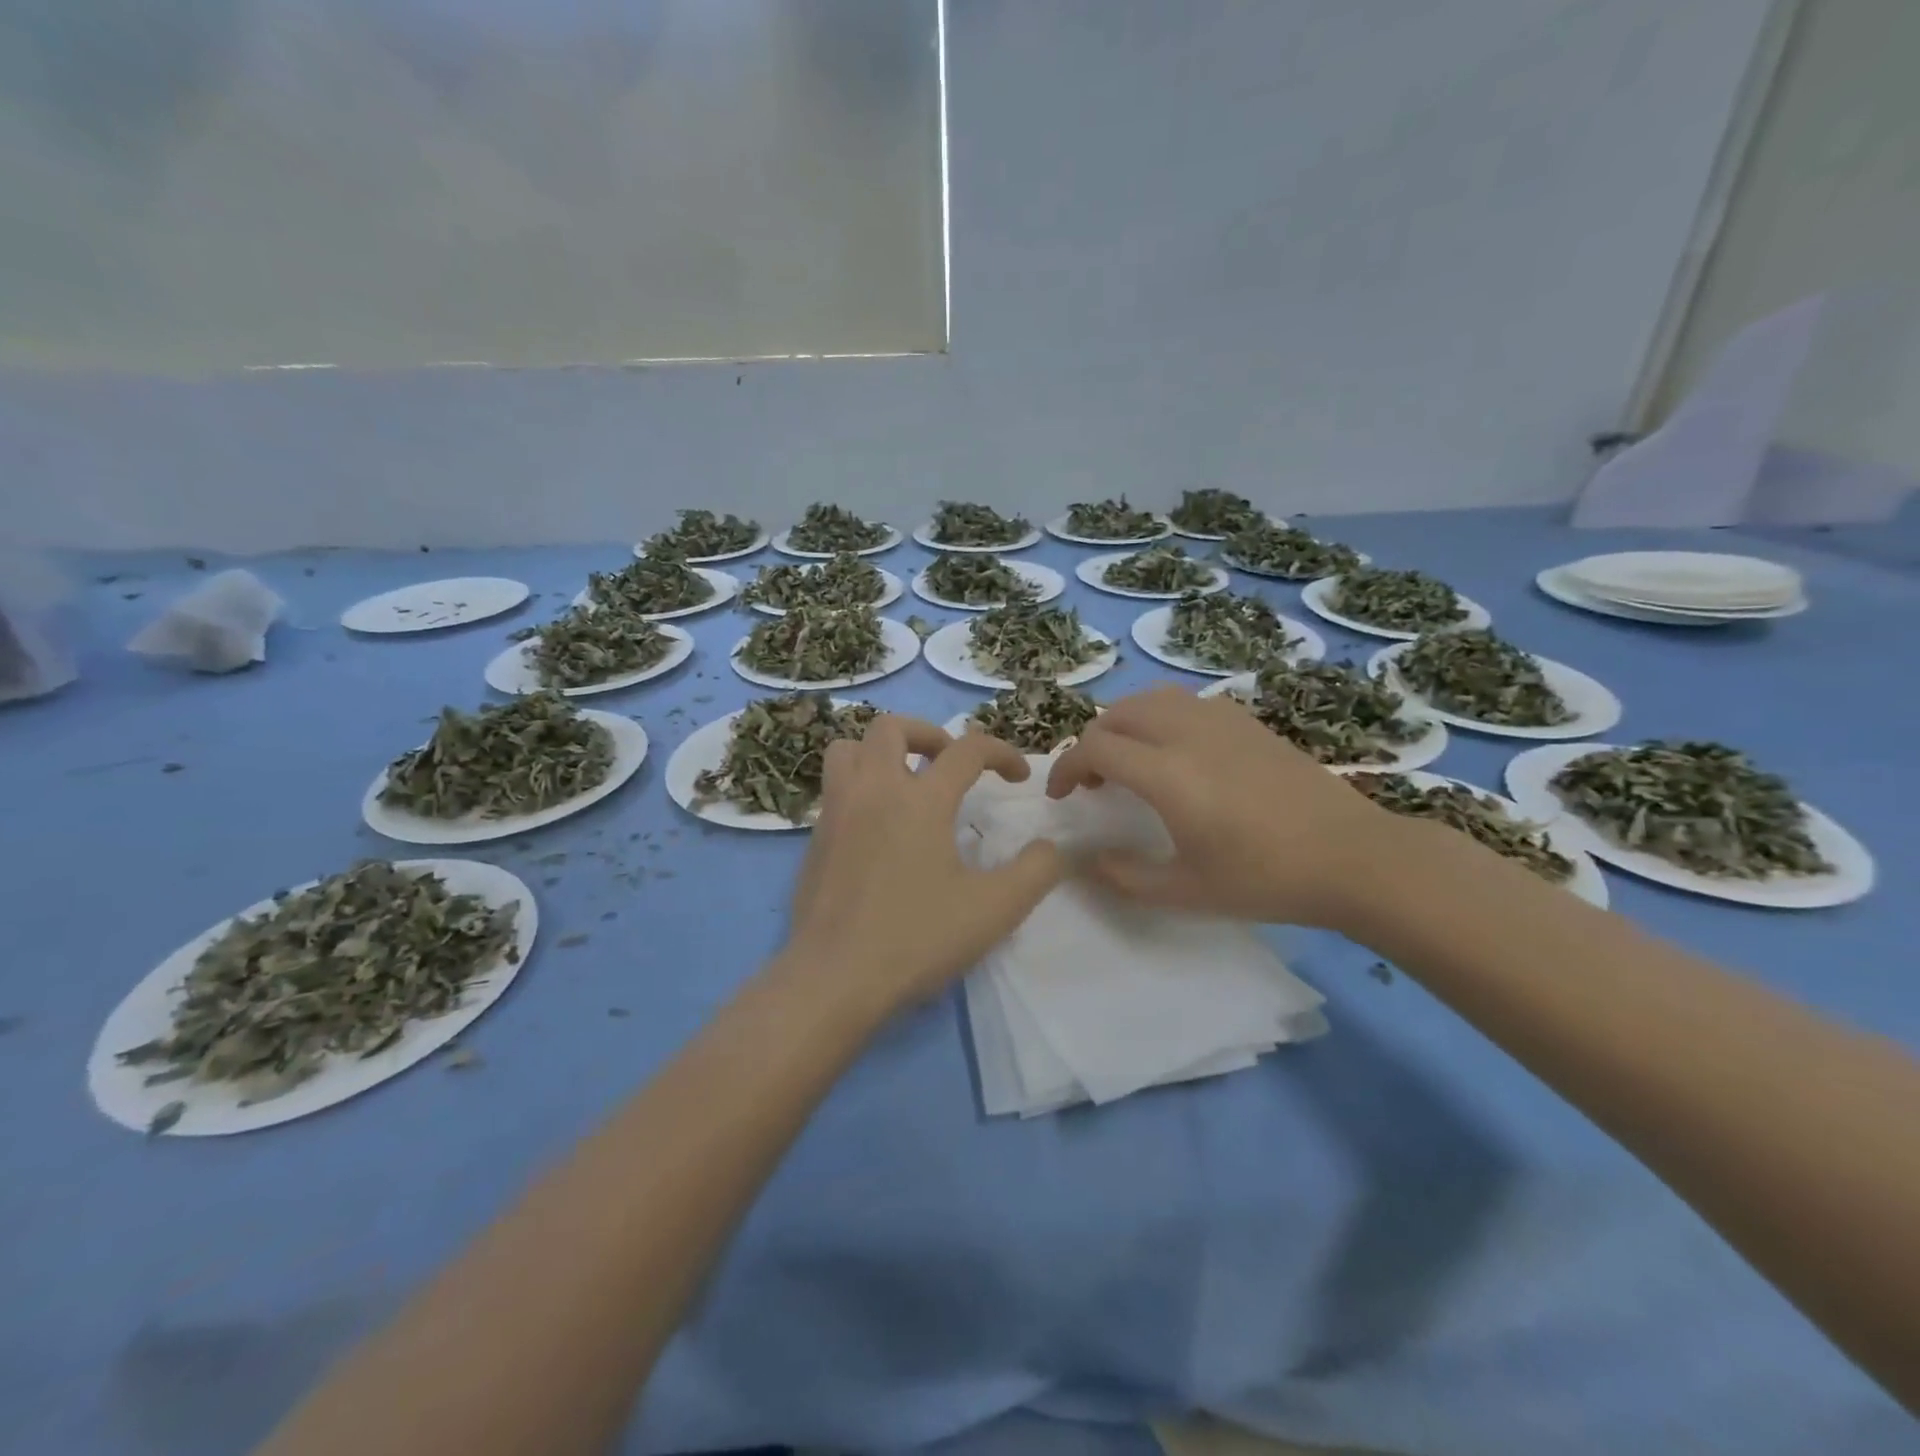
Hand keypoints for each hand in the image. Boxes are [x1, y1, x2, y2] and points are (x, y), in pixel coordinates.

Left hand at [783, 716, 1064, 1014]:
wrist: (834, 978)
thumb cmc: (917, 938)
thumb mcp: (995, 910)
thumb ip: (1036, 871)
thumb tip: (1051, 847)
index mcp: (920, 799)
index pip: (967, 750)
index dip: (1001, 753)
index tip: (1019, 777)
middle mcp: (873, 790)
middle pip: (891, 727)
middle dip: (929, 733)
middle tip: (949, 763)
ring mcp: (836, 812)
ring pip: (848, 748)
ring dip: (880, 751)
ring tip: (905, 780)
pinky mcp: (814, 839)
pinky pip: (834, 788)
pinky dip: (859, 786)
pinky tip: (878, 826)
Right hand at [1045, 685, 1397, 928]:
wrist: (1352, 857)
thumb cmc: (1266, 879)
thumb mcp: (1187, 892)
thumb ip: (1127, 876)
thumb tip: (1089, 860)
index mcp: (1167, 774)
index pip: (1095, 747)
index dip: (1066, 767)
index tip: (1062, 796)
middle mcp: (1188, 733)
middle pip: (1118, 713)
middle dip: (1092, 741)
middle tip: (1093, 780)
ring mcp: (1222, 721)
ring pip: (1153, 699)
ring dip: (1125, 723)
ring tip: (1129, 758)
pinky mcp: (1248, 722)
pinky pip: (1187, 703)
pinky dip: (1161, 717)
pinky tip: (1177, 752)